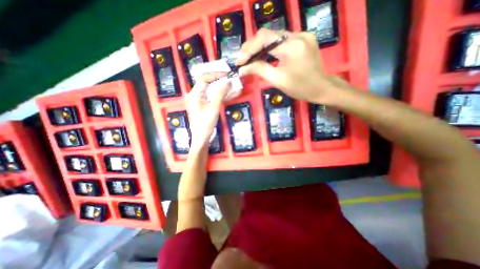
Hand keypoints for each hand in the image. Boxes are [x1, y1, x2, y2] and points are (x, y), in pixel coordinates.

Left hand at [185, 75, 227, 152]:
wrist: (201, 138)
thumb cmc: (205, 124)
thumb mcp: (214, 108)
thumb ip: (220, 93)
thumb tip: (227, 81)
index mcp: (195, 94)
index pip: (204, 78)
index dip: (215, 74)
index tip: (226, 74)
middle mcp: (195, 95)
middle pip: (207, 83)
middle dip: (218, 80)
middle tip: (229, 78)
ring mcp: (199, 101)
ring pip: (210, 90)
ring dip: (220, 87)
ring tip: (230, 85)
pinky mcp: (203, 106)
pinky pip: (211, 97)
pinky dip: (219, 95)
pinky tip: (227, 94)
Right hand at [236, 29, 340, 103]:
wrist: (321, 88)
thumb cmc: (300, 88)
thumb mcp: (278, 80)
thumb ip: (259, 70)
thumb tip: (242, 68)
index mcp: (292, 46)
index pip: (265, 38)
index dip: (249, 48)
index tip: (239, 61)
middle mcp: (298, 35)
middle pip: (269, 35)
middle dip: (252, 47)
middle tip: (242, 60)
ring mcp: (302, 35)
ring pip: (274, 37)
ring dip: (260, 47)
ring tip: (249, 58)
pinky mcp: (303, 39)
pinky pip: (282, 40)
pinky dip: (270, 48)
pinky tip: (263, 55)